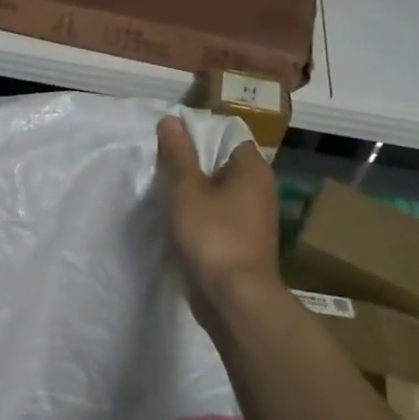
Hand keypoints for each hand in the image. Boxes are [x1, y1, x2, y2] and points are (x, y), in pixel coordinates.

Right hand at [156, 116, 280, 310]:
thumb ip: (178, 153)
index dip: (196, 134)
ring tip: (161, 190)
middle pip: (220, 163)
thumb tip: (172, 120)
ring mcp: (253, 217)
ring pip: (217, 191)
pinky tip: (175, 219)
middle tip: (158, 163)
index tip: (167, 140)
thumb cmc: (212, 235)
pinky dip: (199, 213)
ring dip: (192, 191)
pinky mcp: (242, 241)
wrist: (234, 299)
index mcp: (253, 169)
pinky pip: (217, 215)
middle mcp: (260, 188)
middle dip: (190, 163)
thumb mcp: (186, 189)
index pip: (226, 135)